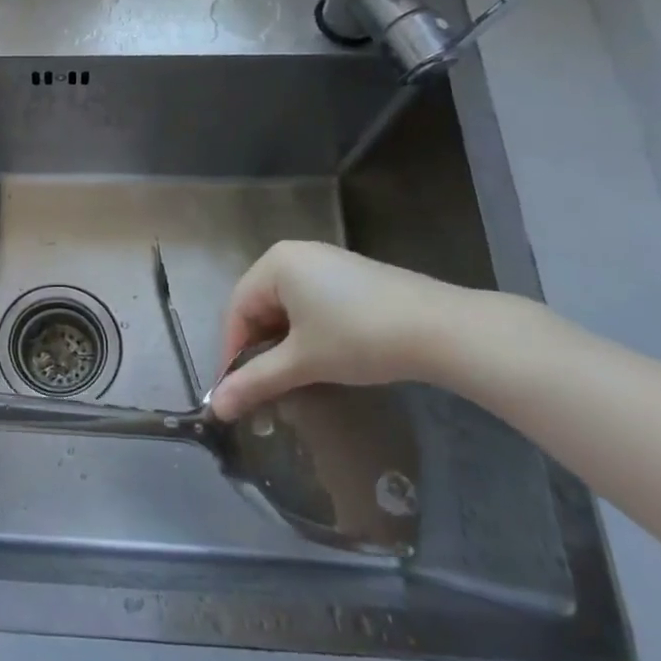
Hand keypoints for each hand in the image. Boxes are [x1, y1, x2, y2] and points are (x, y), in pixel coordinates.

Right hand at [211, 242, 492, 420]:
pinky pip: (313, 301)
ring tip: (294, 374)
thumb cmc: (359, 338)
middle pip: (260, 305)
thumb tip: (215, 407)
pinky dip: (308, 330)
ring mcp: (327, 261)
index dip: (233, 352)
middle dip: (259, 347)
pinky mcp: (354, 275)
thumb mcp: (302, 362)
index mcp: (274, 263)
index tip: (237, 389)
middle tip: (265, 384)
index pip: (237, 310)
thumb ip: (255, 381)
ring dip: (284, 341)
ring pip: (288, 306)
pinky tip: (324, 355)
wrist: (445, 330)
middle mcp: (295, 253)